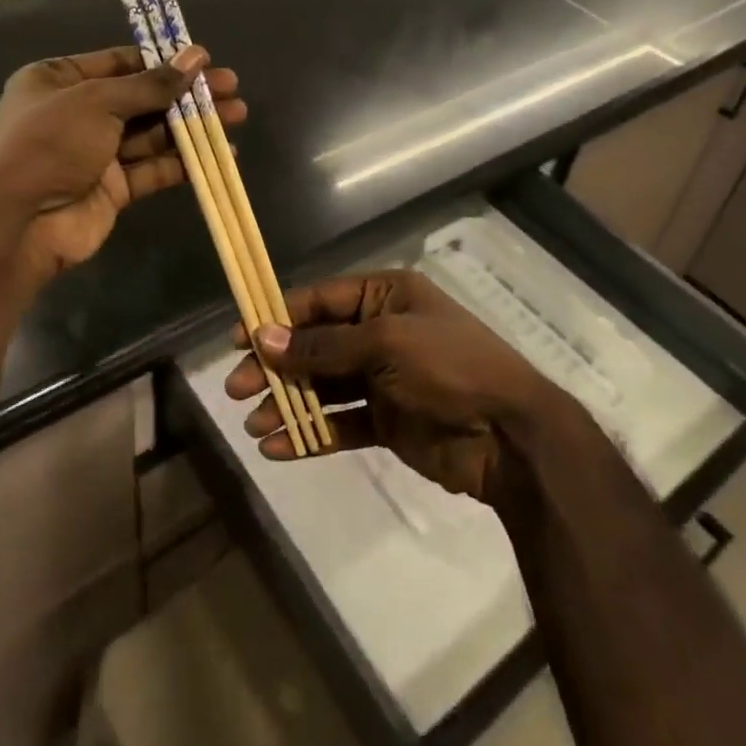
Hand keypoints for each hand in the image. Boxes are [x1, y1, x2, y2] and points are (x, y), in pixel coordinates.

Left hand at [0, 45, 244, 286]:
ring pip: (153, 133)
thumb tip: (196, 56)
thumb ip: (151, 84)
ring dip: (192, 125)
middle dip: (186, 93)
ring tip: (237, 115)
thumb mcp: (98, 101)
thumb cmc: (49, 143)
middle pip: (142, 97)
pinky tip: (220, 154)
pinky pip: (153, 168)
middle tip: (231, 87)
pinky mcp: (113, 188)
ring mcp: (96, 152)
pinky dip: (184, 161)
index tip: (204, 59)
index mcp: (59, 80)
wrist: (17, 224)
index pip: (120, 62)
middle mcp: (78, 112)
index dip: (163, 60)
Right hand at [224, 270, 554, 504]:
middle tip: (235, 389)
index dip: (277, 317)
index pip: (319, 300)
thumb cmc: (449, 368)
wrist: (510, 436)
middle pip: (314, 345)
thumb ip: (323, 346)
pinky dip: (310, 434)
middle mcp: (379, 331)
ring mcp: (382, 378)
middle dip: (275, 366)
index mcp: (384, 297)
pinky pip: (339, 423)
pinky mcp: (385, 420)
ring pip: (322, 386)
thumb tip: (264, 338)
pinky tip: (278, 449)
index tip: (238, 339)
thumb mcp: (385, 344)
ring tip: (251, 424)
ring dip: (287, 403)